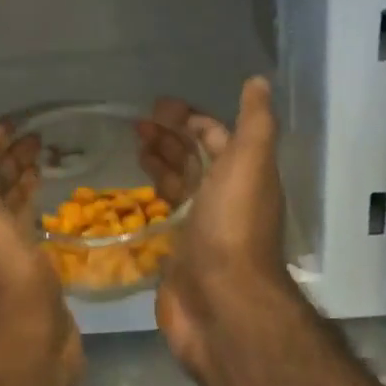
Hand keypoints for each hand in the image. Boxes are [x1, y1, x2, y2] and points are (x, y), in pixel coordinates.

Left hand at [0, 122, 82, 385]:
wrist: (23, 339)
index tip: (10, 126)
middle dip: (8, 159)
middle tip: (38, 138)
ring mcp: (4, 252)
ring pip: (9, 206)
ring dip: (22, 181)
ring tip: (47, 159)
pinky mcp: (30, 270)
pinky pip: (30, 230)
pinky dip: (37, 210)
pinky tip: (53, 204)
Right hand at [139, 78, 295, 384]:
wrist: (222, 304)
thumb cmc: (233, 226)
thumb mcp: (250, 163)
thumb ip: (254, 122)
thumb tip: (259, 81)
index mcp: (241, 174)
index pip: (215, 137)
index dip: (190, 119)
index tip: (158, 106)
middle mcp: (222, 197)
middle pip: (193, 159)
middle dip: (168, 137)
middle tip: (135, 124)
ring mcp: (198, 227)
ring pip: (176, 185)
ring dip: (157, 163)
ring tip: (130, 146)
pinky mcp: (175, 253)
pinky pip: (160, 217)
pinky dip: (147, 199)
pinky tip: (127, 190)